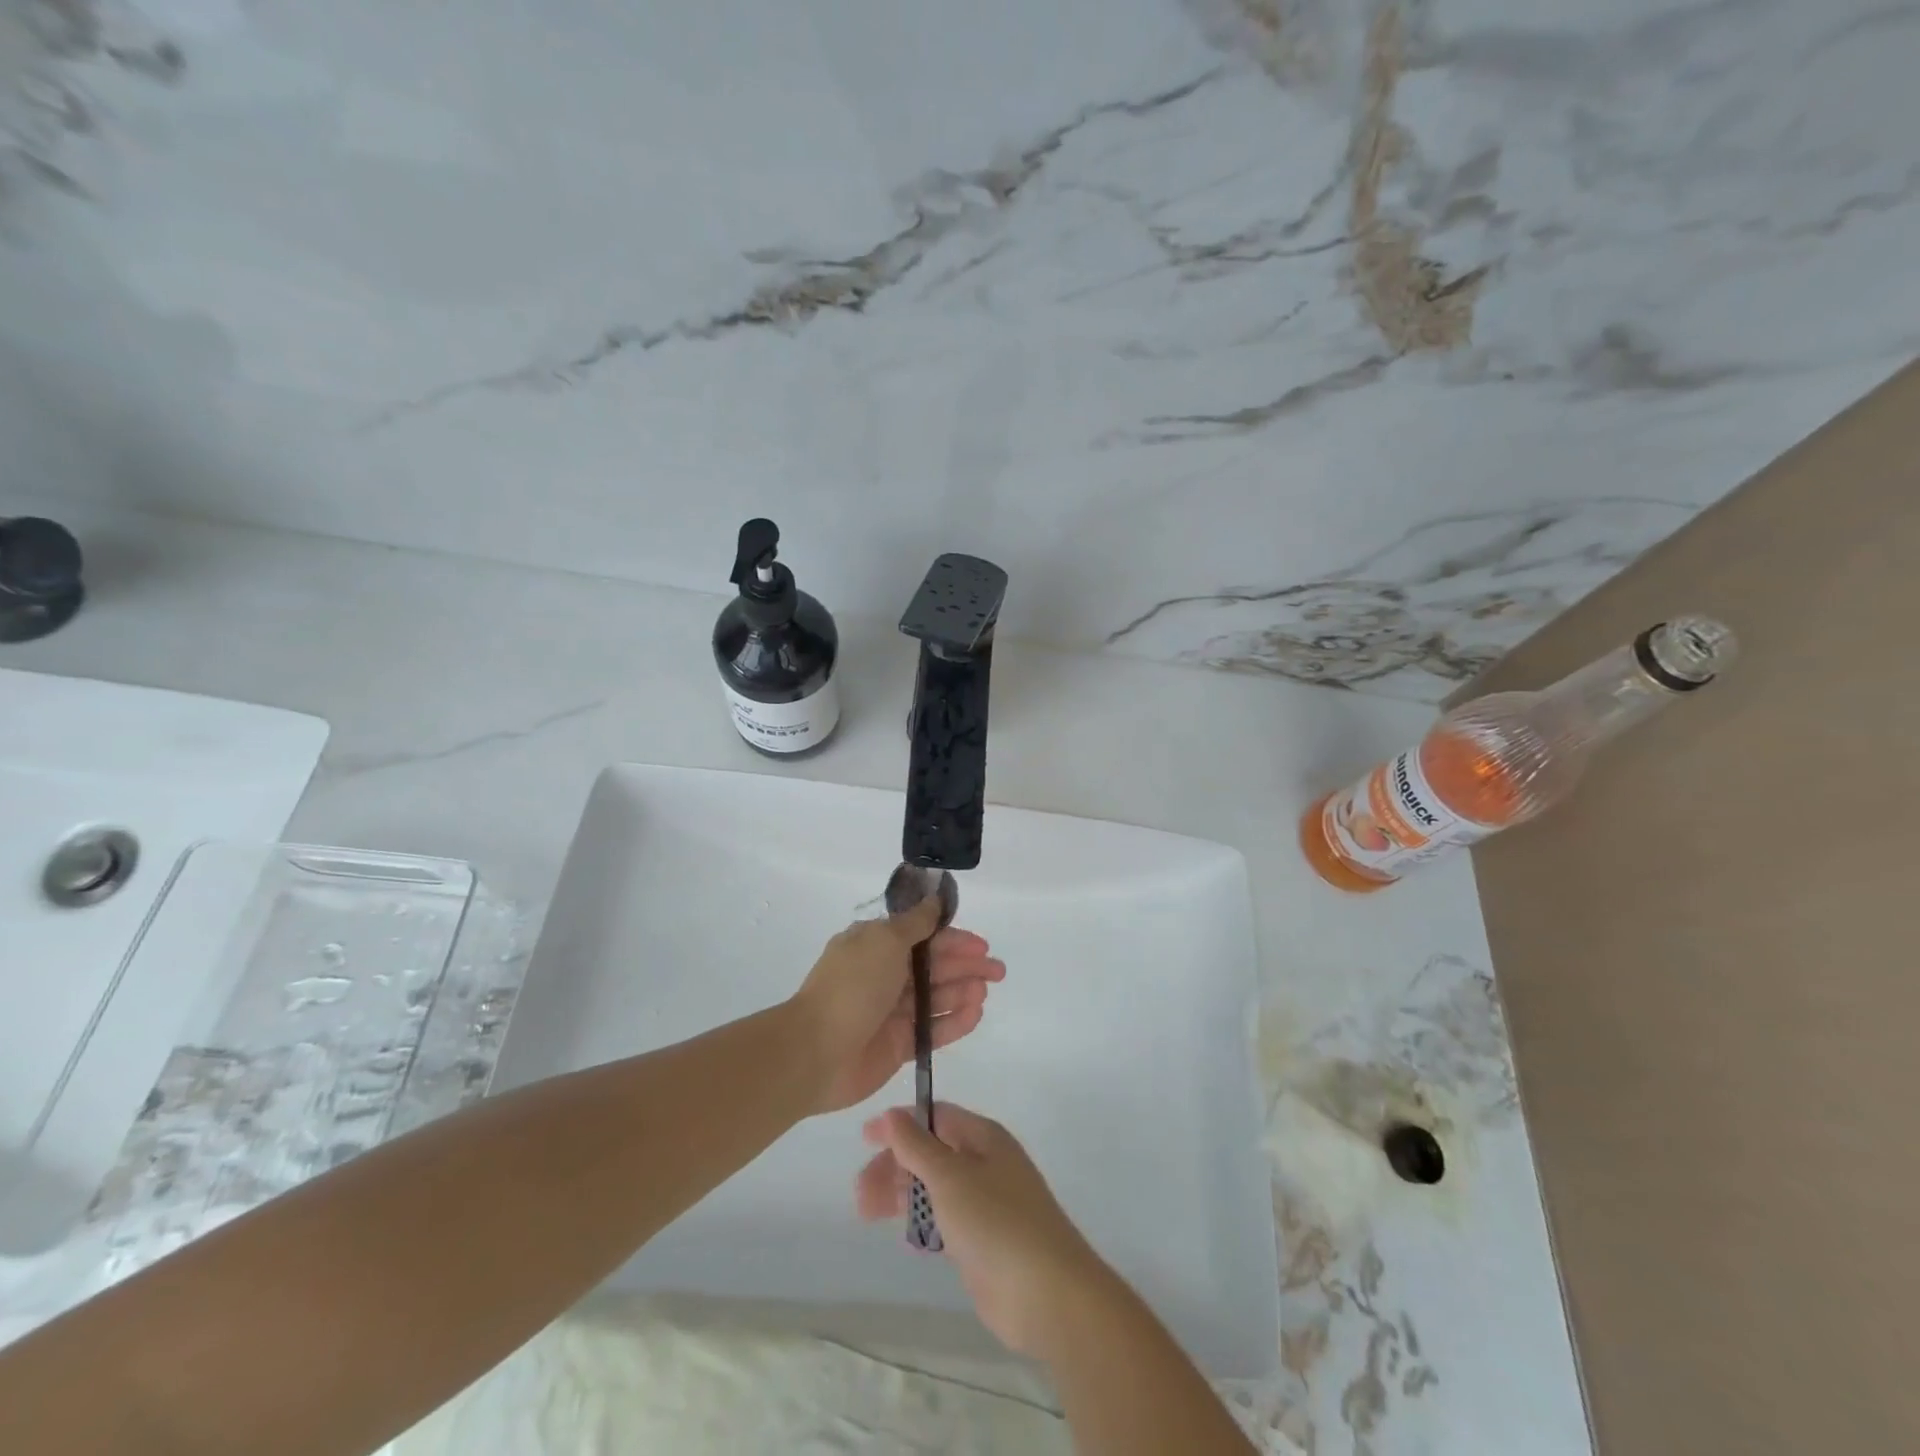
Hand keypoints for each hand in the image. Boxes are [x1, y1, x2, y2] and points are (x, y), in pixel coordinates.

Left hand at [791, 899, 1004, 1113]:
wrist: (815, 1052)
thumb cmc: (852, 987)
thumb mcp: (884, 941)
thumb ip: (915, 923)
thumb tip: (934, 899)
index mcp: (876, 946)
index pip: (923, 937)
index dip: (953, 939)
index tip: (981, 944)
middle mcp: (885, 975)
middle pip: (934, 967)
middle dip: (966, 965)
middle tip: (998, 970)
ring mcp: (891, 1012)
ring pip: (936, 997)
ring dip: (962, 991)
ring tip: (984, 991)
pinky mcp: (898, 1045)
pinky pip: (932, 1030)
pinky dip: (954, 1021)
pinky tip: (975, 1014)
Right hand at [855, 1103, 1113, 1358]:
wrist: (1047, 1294)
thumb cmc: (996, 1221)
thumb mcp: (949, 1176)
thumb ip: (916, 1145)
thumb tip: (891, 1114)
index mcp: (983, 1137)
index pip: (936, 1116)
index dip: (900, 1124)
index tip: (865, 1140)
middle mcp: (985, 1163)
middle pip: (931, 1153)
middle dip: (894, 1166)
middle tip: (860, 1192)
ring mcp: (986, 1203)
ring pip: (935, 1188)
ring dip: (902, 1195)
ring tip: (867, 1213)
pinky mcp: (983, 1241)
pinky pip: (945, 1220)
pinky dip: (924, 1223)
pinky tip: (908, 1238)